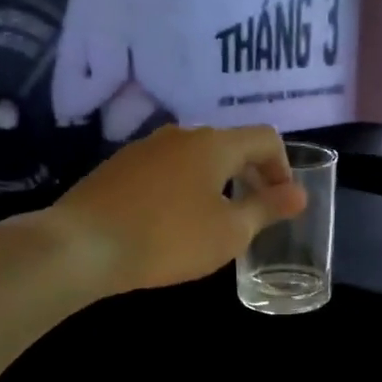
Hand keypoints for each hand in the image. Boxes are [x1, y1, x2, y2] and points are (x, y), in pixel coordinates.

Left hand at [30, 125, 304, 294]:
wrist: (81, 246)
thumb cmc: (169, 238)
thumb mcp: (229, 232)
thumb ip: (267, 208)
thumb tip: (299, 193)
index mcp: (214, 144)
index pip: (265, 138)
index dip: (283, 167)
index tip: (281, 203)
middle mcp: (181, 135)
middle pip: (229, 144)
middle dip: (250, 175)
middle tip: (253, 213)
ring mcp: (145, 148)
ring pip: (195, 158)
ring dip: (216, 182)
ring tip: (213, 221)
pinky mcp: (119, 167)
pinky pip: (166, 170)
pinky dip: (183, 188)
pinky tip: (172, 222)